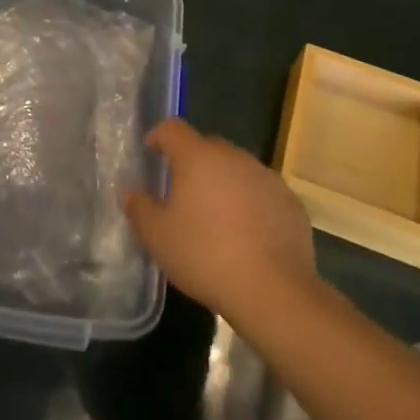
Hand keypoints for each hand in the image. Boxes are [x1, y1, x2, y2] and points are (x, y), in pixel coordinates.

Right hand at [123, 119, 316, 329]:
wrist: (274, 289)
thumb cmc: (205, 255)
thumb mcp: (158, 237)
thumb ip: (139, 208)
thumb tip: (129, 192)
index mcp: (198, 157)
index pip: (172, 129)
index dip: (159, 137)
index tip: (151, 153)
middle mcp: (234, 156)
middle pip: (207, 147)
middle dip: (192, 164)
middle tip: (182, 194)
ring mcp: (266, 176)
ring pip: (236, 170)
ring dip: (223, 184)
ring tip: (216, 218)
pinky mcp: (290, 201)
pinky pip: (261, 193)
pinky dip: (250, 204)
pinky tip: (247, 236)